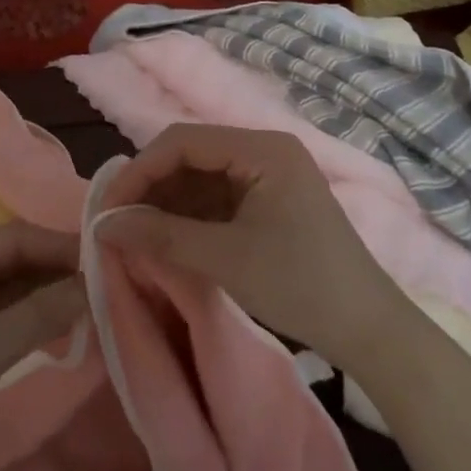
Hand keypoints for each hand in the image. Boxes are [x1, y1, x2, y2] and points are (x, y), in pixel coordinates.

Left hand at [0, 221, 84, 470]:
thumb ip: (39, 314)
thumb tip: (91, 284)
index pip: (14, 239)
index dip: (59, 245)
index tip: (106, 257)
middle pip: (17, 262)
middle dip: (58, 271)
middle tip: (109, 283)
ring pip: (17, 291)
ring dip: (52, 297)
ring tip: (99, 304)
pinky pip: (10, 319)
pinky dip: (39, 322)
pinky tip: (71, 329)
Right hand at [94, 125, 406, 369]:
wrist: (369, 329)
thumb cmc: (301, 285)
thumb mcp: (225, 258)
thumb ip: (160, 235)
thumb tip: (101, 225)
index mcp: (262, 148)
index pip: (182, 141)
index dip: (139, 172)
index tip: (108, 211)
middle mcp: (264, 151)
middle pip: (190, 155)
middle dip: (151, 188)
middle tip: (116, 226)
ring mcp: (268, 177)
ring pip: (200, 178)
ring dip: (166, 204)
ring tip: (135, 236)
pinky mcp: (269, 203)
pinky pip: (216, 198)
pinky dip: (188, 217)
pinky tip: (166, 240)